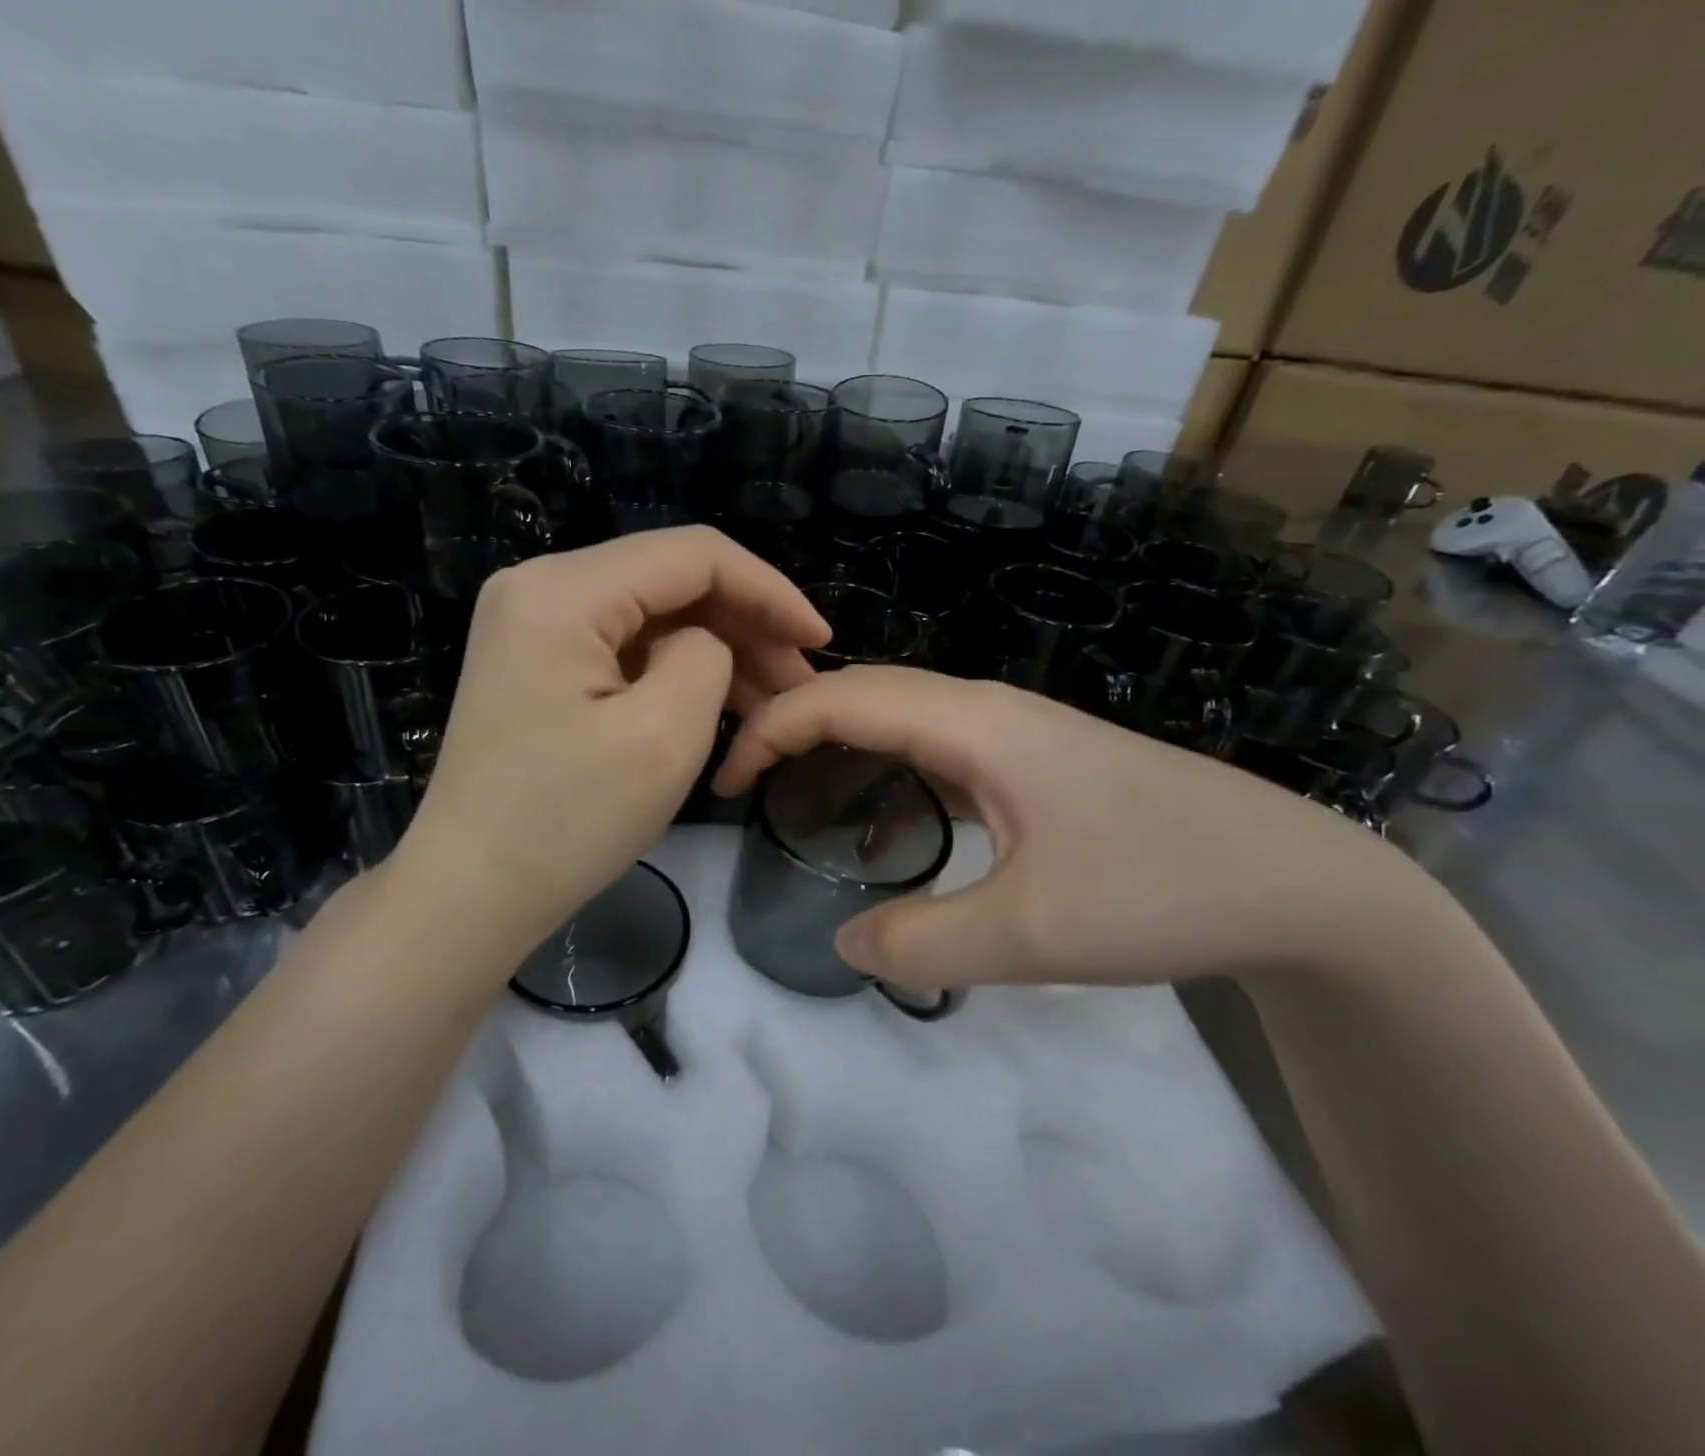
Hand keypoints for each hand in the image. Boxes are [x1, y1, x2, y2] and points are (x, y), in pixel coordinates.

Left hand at [394, 528, 828, 956]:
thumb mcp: (664, 735)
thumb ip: (706, 656)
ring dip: (715, 648)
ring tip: (770, 700)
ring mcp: (531, 623)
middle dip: (745, 623)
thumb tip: (704, 642)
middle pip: (670, 579)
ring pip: (651, 613)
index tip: (819, 637)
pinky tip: (717, 703)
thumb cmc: (567, 821)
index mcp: (564, 590)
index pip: (693, 555)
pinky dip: (674, 668)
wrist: (470, 892)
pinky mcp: (534, 661)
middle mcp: (539, 586)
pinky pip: (622, 645)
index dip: (769, 590)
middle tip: (798, 680)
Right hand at [714, 666, 1432, 990]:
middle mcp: (989, 711)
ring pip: (905, 718)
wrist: (1301, 882)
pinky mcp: (1037, 764)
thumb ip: (921, 942)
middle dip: (794, 724)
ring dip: (842, 742)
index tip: (727, 779)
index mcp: (975, 724)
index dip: (772, 728)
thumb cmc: (1164, 889)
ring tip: (794, 791)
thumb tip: (844, 942)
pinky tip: (885, 817)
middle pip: (868, 693)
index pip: (843, 698)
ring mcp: (1017, 735)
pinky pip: (939, 749)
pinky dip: (889, 768)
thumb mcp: (1030, 934)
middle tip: (746, 782)